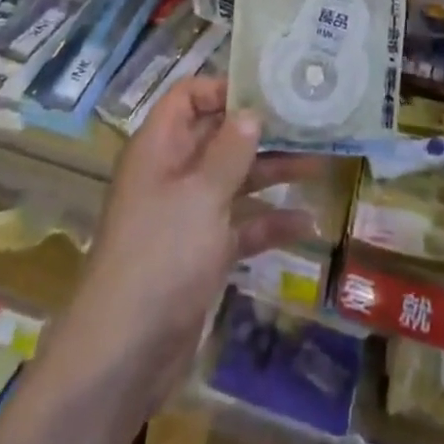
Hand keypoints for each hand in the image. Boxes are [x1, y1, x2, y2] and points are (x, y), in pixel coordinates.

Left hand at [46, 78, 315, 412]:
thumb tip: (252, 112)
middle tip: (310, 119)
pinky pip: (241, 225)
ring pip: (236, 179)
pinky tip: (307, 223)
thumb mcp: (201, 195)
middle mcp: (173, 173)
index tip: (270, 89)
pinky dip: (269, 222)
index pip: (189, 96)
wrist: (124, 356)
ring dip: (274, 171)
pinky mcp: (203, 253)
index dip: (225, 88)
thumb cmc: (161, 256)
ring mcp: (188, 214)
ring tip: (320, 161)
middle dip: (262, 129)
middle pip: (220, 136)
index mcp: (161, 147)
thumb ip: (230, 150)